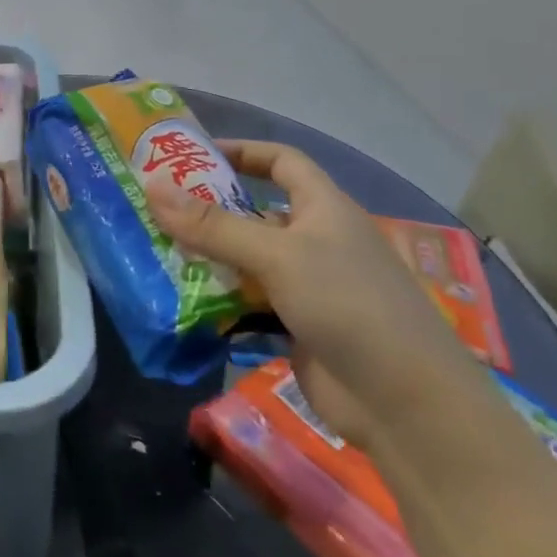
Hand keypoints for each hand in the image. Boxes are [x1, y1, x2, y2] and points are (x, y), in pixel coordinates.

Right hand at [147, 142, 486, 448]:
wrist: (405, 405)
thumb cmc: (348, 305)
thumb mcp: (277, 255)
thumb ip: (213, 225)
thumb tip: (151, 186)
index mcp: (324, 209)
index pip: (282, 161)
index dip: (242, 151)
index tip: (193, 155)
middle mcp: (316, 241)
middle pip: (255, 212)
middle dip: (209, 209)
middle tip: (155, 208)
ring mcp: (307, 286)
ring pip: (247, 260)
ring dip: (208, 257)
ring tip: (156, 252)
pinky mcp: (296, 326)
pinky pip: (248, 301)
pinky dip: (218, 299)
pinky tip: (181, 300)